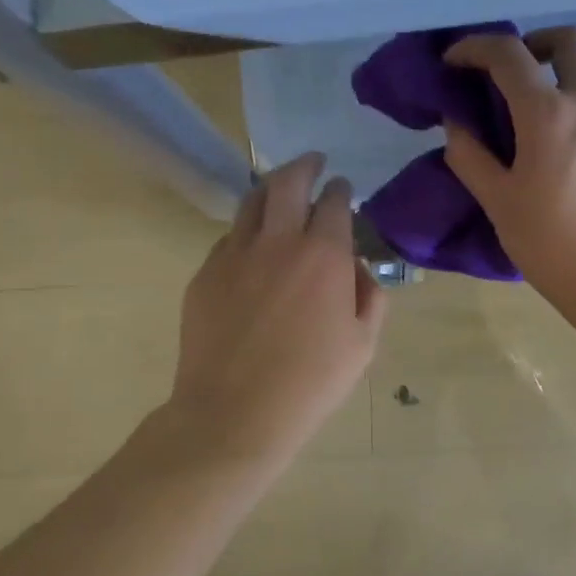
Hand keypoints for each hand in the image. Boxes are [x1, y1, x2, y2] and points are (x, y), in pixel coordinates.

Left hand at [164, 153, 386, 470]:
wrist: (234, 413)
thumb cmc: (311, 382)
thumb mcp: (362, 344)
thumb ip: (370, 297)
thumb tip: (359, 270)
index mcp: (323, 255)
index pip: (334, 202)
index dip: (340, 189)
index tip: (343, 187)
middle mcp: (278, 242)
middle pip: (287, 182)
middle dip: (304, 166)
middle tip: (313, 163)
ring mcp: (235, 255)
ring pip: (251, 202)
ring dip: (270, 189)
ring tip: (280, 191)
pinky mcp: (205, 274)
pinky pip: (229, 238)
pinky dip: (247, 231)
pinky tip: (253, 247)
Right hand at [442, 26, 575, 301]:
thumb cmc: (551, 241)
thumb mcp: (498, 201)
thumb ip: (470, 156)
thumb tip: (457, 125)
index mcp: (548, 112)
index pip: (508, 54)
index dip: (473, 47)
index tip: (452, 61)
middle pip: (569, 40)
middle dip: (533, 42)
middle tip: (505, 71)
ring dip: (556, 70)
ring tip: (524, 108)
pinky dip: (571, 97)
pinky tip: (549, 138)